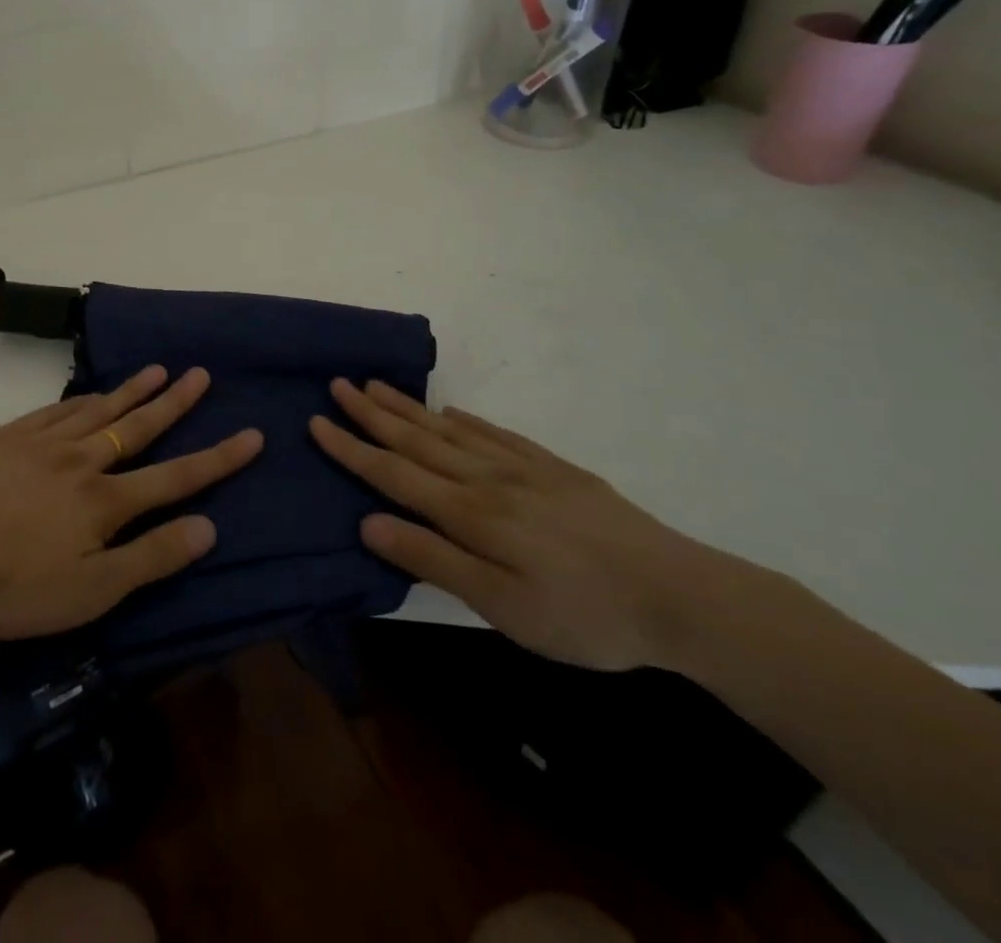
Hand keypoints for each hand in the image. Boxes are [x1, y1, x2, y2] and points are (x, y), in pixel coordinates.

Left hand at [0, 366, 260, 645]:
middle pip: (138, 427)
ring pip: (98, 410)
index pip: (175, 476)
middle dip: (175, 402)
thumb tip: (209, 527)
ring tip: (159, 369)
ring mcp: (42, 443)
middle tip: (202, 374)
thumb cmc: (12, 588)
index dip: (217, 458)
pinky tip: (91, 394)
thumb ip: (151, 558)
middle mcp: (81, 461)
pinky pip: (56, 410)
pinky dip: (81, 399)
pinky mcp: (8, 437)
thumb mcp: (91, 592)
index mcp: (104, 501)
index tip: (252, 435)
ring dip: (132, 390)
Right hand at [310, 379, 734, 670]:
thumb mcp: (503, 608)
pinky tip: (451, 412)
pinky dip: (465, 420)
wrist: (683, 596)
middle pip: (417, 439)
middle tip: (338, 384)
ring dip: (409, 407)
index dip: (351, 449)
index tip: (316, 422)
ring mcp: (523, 468)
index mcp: (470, 512)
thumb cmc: (585, 615)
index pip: (394, 473)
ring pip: (450, 429)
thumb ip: (434, 560)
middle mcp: (487, 478)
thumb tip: (368, 522)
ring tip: (377, 385)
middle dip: (372, 413)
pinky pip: (497, 433)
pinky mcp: (554, 469)